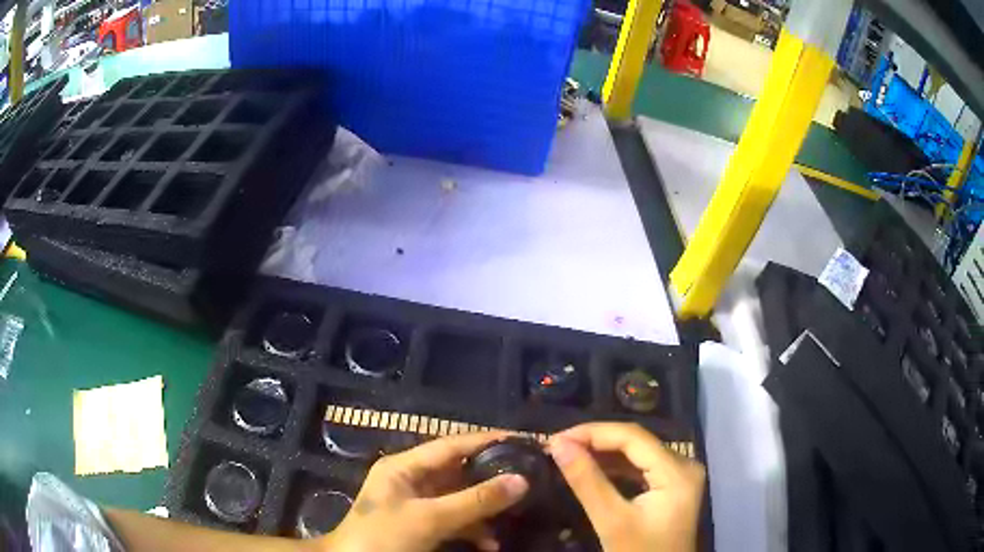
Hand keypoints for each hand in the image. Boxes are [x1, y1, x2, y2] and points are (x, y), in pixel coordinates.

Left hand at [318, 431, 528, 551]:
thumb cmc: (383, 536)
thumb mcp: (429, 518)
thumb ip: (474, 501)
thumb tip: (521, 480)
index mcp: (404, 467)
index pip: (451, 444)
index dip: (486, 440)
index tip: (522, 439)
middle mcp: (411, 480)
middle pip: (459, 472)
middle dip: (491, 479)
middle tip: (528, 479)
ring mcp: (417, 504)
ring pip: (460, 499)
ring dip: (484, 511)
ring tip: (514, 518)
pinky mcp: (422, 526)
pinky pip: (454, 520)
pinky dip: (473, 530)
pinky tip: (490, 544)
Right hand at [548, 423, 704, 551]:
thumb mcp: (611, 521)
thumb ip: (586, 482)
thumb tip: (558, 445)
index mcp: (677, 471)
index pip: (633, 437)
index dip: (593, 433)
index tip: (556, 439)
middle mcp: (684, 464)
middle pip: (636, 442)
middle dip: (595, 441)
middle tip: (557, 446)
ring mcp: (679, 476)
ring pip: (637, 454)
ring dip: (602, 453)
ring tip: (568, 455)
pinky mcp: (671, 487)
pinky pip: (640, 468)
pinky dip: (614, 468)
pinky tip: (590, 469)